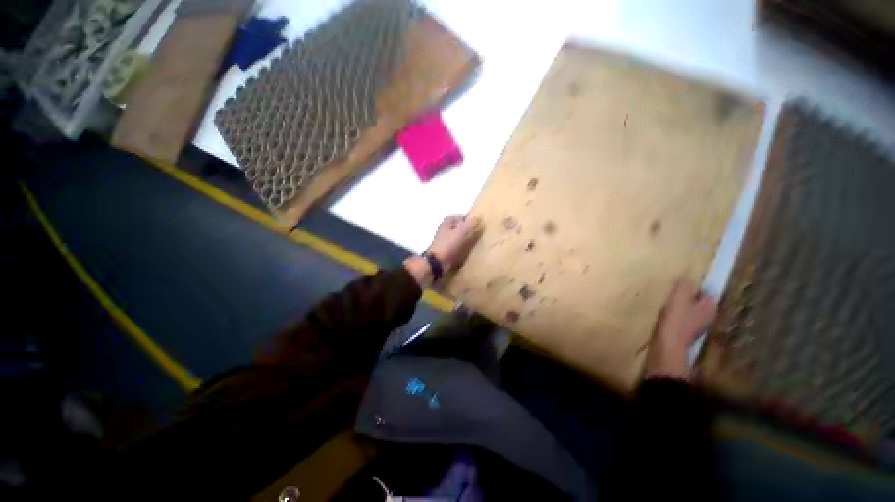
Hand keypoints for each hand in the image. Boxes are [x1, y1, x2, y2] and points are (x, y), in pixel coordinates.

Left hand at [404, 215, 481, 287]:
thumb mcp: (462, 232)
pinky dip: (462, 249)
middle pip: (460, 228)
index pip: (462, 217)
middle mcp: (445, 229)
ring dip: (466, 241)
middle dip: (469, 231)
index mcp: (448, 221)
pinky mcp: (445, 250)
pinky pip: (457, 247)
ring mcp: (444, 240)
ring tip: (475, 245)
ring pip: (458, 238)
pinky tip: (468, 252)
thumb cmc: (449, 245)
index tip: (479, 226)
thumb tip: (479, 217)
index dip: (470, 221)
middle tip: (479, 236)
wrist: (437, 263)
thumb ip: (471, 223)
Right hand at [644, 278, 717, 381]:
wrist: (667, 346)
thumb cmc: (675, 320)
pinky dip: (675, 316)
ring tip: (666, 302)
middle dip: (687, 297)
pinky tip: (664, 315)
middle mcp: (709, 316)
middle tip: (671, 293)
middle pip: (697, 301)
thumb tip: (687, 278)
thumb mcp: (679, 298)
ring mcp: (698, 326)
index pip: (705, 291)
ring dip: (680, 307)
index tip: (679, 285)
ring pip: (690, 310)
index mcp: (710, 306)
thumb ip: (685, 286)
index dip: (693, 287)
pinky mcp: (685, 333)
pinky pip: (682, 319)